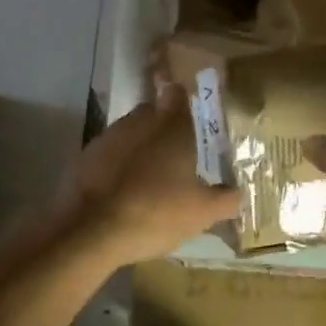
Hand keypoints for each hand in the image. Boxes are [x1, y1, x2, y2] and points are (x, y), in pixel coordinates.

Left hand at [64, 85, 238, 265]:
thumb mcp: (202, 213)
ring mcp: (109, 136)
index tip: (193, 115)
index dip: (185, 100)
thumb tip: (239, 193)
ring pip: (130, 131)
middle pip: (154, 112)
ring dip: (140, 146)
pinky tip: (124, 189)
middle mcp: (140, 121)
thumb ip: (226, 200)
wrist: (90, 230)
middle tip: (177, 154)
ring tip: (150, 176)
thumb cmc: (156, 212)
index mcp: (172, 126)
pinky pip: (110, 152)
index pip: (179, 94)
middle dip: (164, 126)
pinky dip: (118, 164)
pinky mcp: (86, 156)